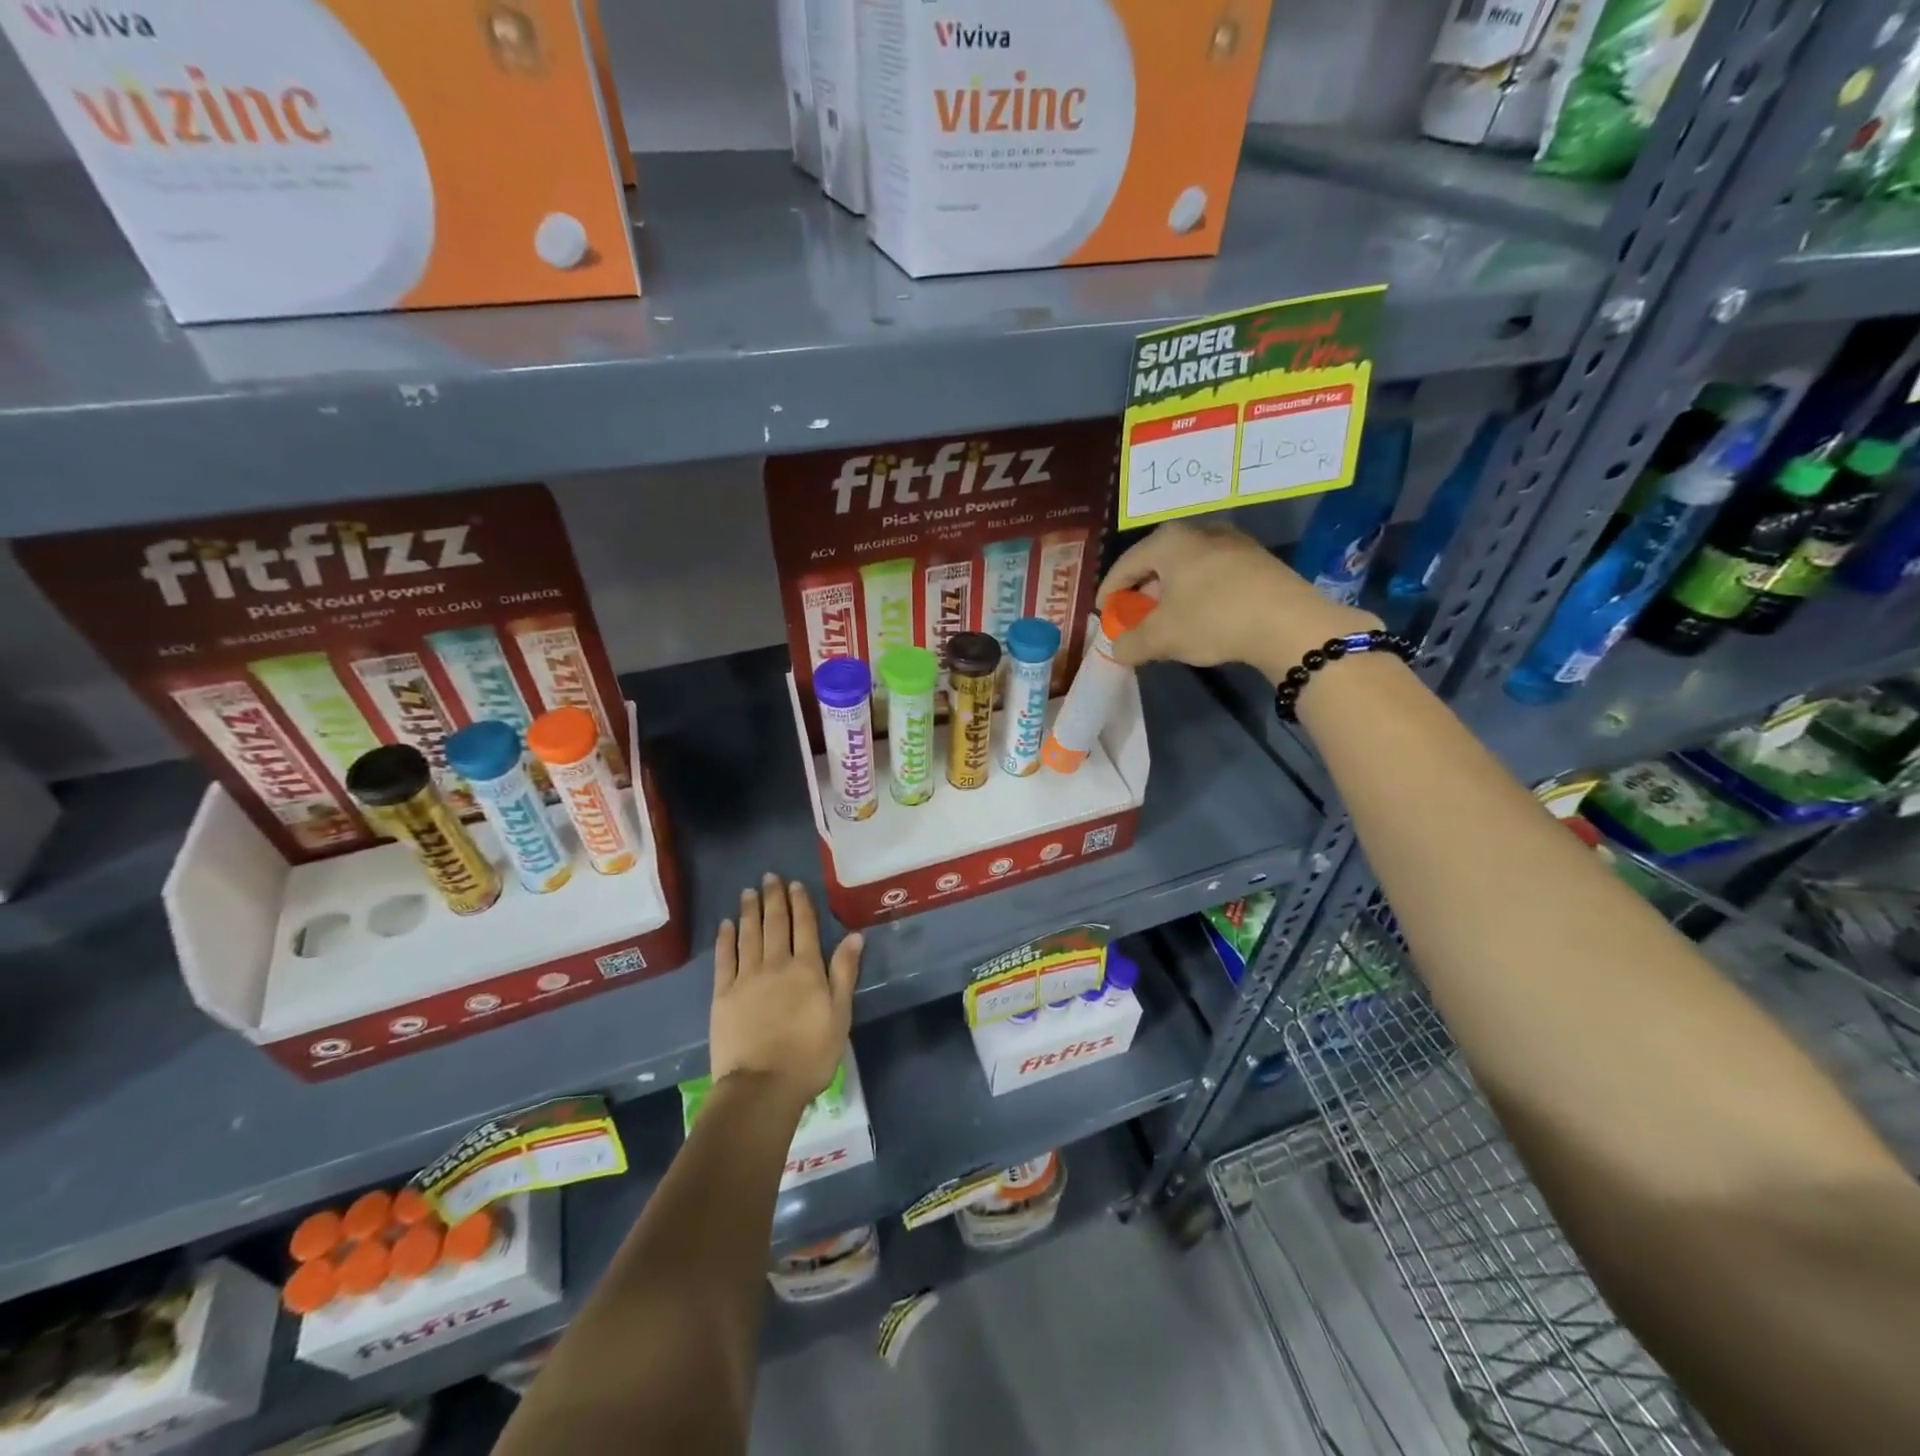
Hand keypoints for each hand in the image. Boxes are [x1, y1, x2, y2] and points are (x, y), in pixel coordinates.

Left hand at [710, 874, 861, 1110]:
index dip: (800, 903)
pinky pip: (724, 959)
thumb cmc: (810, 1055)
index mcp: (806, 969)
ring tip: (748, 892)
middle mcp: (775, 964)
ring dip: (749, 911)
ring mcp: (746, 978)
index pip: (804, 927)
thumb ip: (844, 972)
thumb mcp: (839, 1015)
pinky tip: (726, 925)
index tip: (794, 884)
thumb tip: (854, 935)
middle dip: (773, 899)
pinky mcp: (723, 995)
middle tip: (769, 877)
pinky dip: (725, 939)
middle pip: (775, 924)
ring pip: (748, 935)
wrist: (762, 1086)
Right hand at [1097, 520, 1381, 682]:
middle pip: (1157, 564)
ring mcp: (1233, 543)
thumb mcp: (1161, 637)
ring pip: (1187, 570)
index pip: (1125, 564)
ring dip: (1171, 596)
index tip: (1102, 613)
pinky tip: (1200, 619)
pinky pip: (1213, 577)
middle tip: (1133, 618)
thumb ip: (1130, 643)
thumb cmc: (1213, 619)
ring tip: (1166, 622)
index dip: (1109, 591)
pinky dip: (1197, 596)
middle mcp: (1200, 531)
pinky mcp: (1258, 562)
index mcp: (1169, 541)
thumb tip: (1118, 648)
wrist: (1290, 624)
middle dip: (1141, 593)